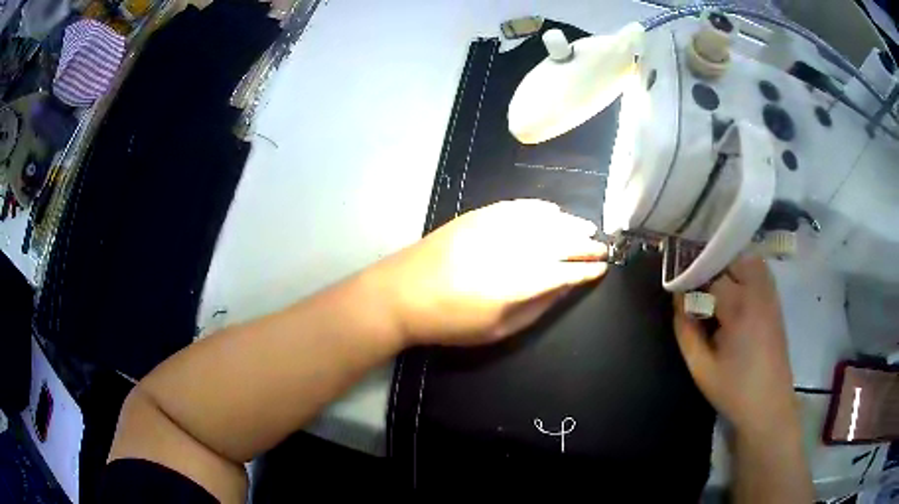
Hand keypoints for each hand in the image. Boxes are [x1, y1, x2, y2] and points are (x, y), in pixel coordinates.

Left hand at [371, 200, 607, 346]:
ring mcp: (493, 227)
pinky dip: (539, 208)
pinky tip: (553, 210)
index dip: (586, 269)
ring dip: (569, 223)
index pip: (565, 270)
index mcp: (517, 282)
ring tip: (587, 227)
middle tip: (602, 246)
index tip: (603, 267)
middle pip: (559, 240)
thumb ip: (537, 307)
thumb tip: (565, 287)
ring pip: (543, 220)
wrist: (401, 293)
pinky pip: (518, 206)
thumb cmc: (450, 321)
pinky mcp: (478, 215)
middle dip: (585, 243)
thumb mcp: (498, 329)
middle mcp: (511, 248)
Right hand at [673, 256, 796, 435]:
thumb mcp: (701, 367)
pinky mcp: (775, 302)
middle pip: (732, 258)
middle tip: (697, 289)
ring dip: (729, 266)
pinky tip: (735, 293)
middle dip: (711, 268)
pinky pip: (760, 271)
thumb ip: (685, 330)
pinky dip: (745, 271)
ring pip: (748, 260)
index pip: (711, 275)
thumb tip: (678, 299)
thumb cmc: (734, 390)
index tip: (680, 294)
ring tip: (714, 288)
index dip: (693, 281)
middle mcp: (758, 291)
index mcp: (738, 307)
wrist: (769, 405)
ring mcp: (770, 295)